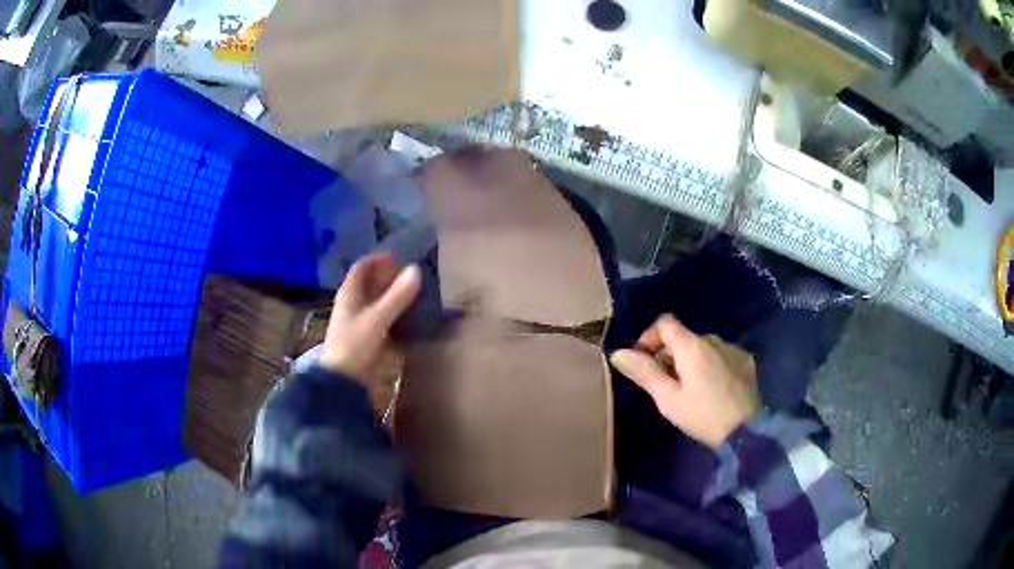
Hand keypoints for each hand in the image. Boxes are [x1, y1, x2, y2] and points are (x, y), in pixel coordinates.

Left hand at [319, 254, 421, 380]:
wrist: (342, 381)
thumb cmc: (355, 346)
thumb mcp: (377, 319)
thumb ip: (397, 296)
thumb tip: (416, 269)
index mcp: (349, 293)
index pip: (363, 267)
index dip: (379, 259)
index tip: (400, 258)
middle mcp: (352, 304)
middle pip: (370, 283)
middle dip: (389, 277)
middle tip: (413, 276)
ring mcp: (358, 321)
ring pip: (376, 301)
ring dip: (393, 296)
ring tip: (415, 294)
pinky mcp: (366, 338)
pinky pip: (381, 318)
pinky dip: (394, 313)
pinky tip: (409, 317)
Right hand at [610, 314, 760, 448]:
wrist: (746, 431)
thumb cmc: (702, 415)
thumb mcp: (668, 399)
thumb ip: (644, 372)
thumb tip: (618, 353)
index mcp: (692, 346)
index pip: (665, 322)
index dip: (649, 336)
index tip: (643, 360)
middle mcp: (714, 339)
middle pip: (684, 336)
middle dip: (668, 354)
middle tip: (664, 383)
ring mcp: (733, 349)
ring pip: (703, 346)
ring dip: (690, 360)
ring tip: (688, 389)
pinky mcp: (746, 361)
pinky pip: (721, 354)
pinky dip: (710, 365)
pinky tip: (711, 389)